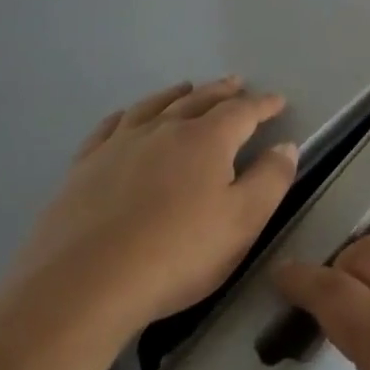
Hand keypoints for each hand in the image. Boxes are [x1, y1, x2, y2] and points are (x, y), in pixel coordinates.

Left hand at [2, 78, 297, 341]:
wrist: (83, 286)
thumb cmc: (176, 253)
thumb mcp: (242, 221)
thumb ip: (270, 180)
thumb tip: (286, 146)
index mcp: (207, 139)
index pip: (243, 111)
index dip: (263, 105)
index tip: (277, 101)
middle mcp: (165, 129)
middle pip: (199, 100)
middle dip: (222, 91)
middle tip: (236, 83)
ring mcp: (120, 145)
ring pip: (154, 106)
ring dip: (176, 95)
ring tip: (187, 88)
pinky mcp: (84, 167)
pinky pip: (109, 128)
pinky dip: (126, 115)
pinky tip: (126, 118)